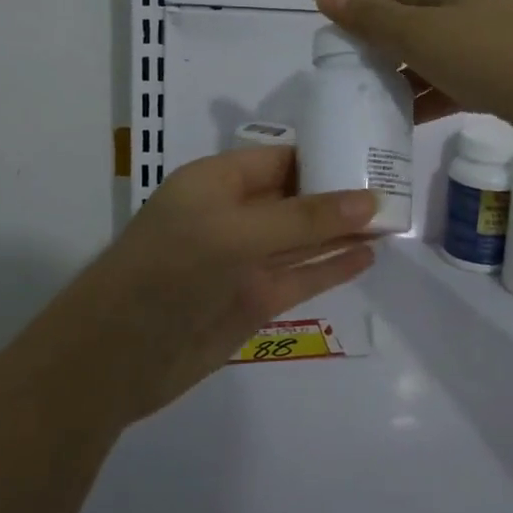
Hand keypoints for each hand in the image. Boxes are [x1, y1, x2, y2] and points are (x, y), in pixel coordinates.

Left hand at [18, 148, 376, 425]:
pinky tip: (368, 257)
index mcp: (218, 181)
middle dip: (340, 193)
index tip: (374, 155)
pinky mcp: (253, 301)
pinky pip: (301, 278)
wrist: (115, 357)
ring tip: (394, 220)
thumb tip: (371, 200)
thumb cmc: (170, 271)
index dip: (325, 156)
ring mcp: (244, 260)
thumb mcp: (236, 233)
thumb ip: (305, 218)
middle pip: (296, 197)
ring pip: (303, 239)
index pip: (281, 159)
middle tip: (398, 188)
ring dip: (342, 230)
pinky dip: (332, 268)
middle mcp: (233, 215)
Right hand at [312, 0, 512, 159]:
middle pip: (418, 22)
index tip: (349, 55)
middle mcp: (477, 3)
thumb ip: (370, 17)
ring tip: (383, 110)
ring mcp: (501, 38)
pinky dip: (439, 94)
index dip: (367, 17)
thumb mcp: (424, 37)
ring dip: (411, 77)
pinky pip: (464, 79)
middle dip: (387, 51)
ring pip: (441, 54)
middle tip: (361, 87)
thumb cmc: (499, 58)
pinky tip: (420, 120)